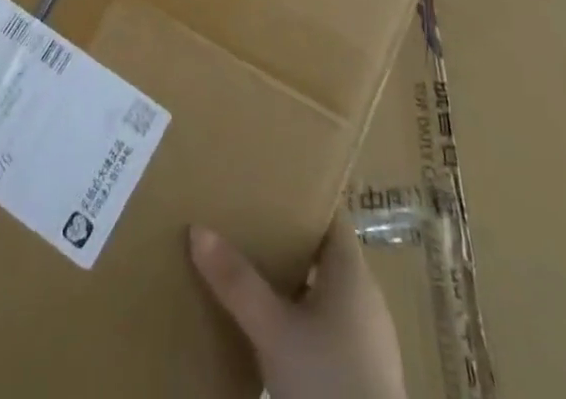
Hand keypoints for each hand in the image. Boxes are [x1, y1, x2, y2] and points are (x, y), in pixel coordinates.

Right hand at [190, 212, 407, 398]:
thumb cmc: (327, 380)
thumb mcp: (273, 330)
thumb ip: (237, 281)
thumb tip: (197, 229)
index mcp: (352, 270)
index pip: (329, 214)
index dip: (300, 199)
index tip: (267, 187)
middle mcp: (366, 295)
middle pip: (324, 252)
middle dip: (287, 242)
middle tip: (247, 228)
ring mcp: (368, 336)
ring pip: (326, 292)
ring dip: (294, 283)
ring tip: (253, 275)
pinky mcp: (364, 371)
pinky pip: (330, 326)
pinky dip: (303, 317)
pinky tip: (276, 330)